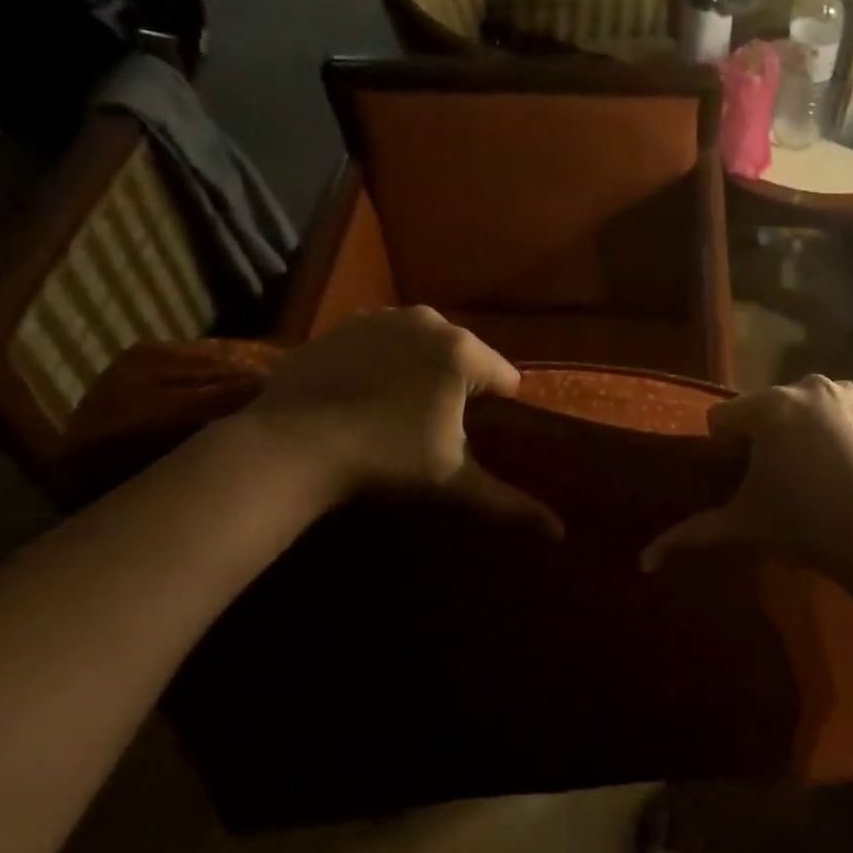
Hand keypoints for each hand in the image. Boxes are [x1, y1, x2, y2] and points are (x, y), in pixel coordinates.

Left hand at [241, 308, 561, 535]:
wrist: (292, 446)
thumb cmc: (386, 460)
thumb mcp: (454, 482)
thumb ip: (510, 503)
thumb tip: (561, 534)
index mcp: (463, 351)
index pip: (505, 377)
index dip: (496, 409)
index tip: (470, 435)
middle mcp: (428, 321)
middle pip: (465, 357)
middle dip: (458, 386)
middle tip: (434, 427)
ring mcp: (381, 318)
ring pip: (423, 346)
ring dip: (421, 371)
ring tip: (398, 412)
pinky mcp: (342, 325)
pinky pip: (382, 342)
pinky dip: (382, 362)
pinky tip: (364, 395)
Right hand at [640, 375, 852, 576]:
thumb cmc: (805, 527)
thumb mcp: (743, 527)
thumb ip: (690, 535)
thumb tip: (643, 562)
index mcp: (769, 407)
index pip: (722, 419)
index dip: (727, 451)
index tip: (749, 482)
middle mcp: (807, 385)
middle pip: (764, 410)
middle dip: (764, 439)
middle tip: (782, 483)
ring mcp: (847, 392)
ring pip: (802, 407)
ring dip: (799, 431)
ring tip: (816, 475)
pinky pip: (838, 410)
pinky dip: (835, 429)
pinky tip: (846, 464)